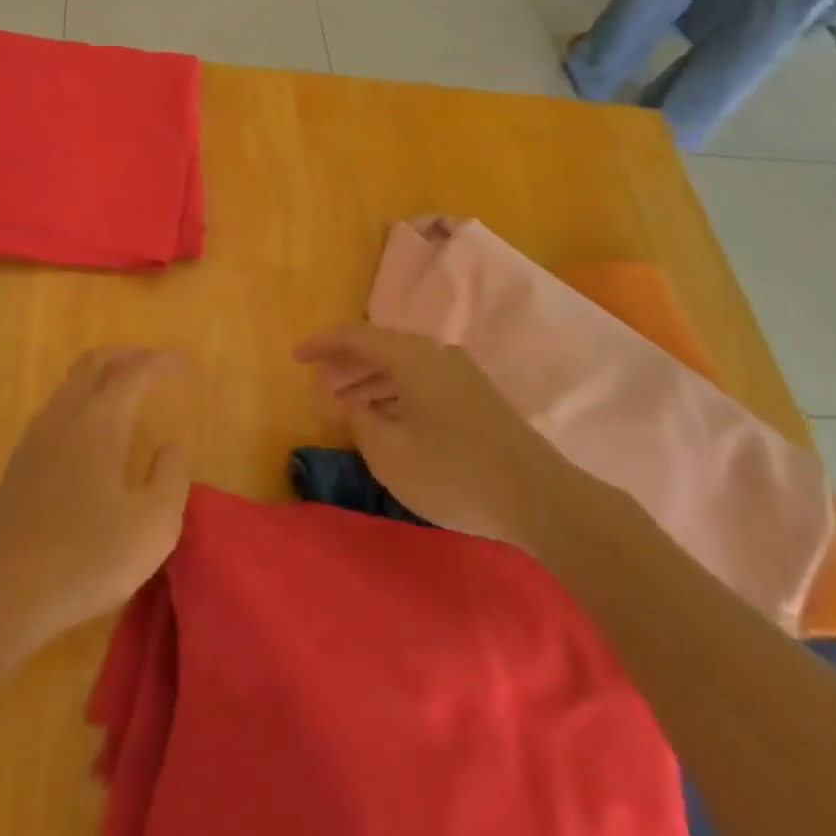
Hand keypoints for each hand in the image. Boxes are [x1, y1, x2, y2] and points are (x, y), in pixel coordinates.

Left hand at [0, 349, 189, 655]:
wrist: (5, 594)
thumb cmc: (88, 557)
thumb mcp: (154, 525)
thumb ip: (170, 477)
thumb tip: (170, 446)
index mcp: (100, 421)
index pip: (134, 371)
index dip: (161, 361)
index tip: (184, 363)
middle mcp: (65, 416)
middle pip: (95, 362)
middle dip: (127, 355)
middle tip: (153, 364)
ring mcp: (36, 436)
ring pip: (70, 383)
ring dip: (101, 375)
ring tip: (125, 391)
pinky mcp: (19, 461)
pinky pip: (55, 408)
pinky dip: (80, 399)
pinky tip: (89, 430)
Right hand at [293, 324, 588, 548]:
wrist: (541, 499)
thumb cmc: (454, 473)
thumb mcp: (390, 453)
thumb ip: (359, 422)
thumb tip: (348, 405)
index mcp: (412, 358)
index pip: (355, 336)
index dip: (321, 345)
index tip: (295, 358)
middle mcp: (435, 355)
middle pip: (379, 348)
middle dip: (344, 367)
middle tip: (319, 391)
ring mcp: (459, 375)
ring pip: (401, 366)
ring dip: (368, 382)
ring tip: (344, 408)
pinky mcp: (475, 398)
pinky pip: (421, 382)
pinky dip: (394, 394)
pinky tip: (384, 420)